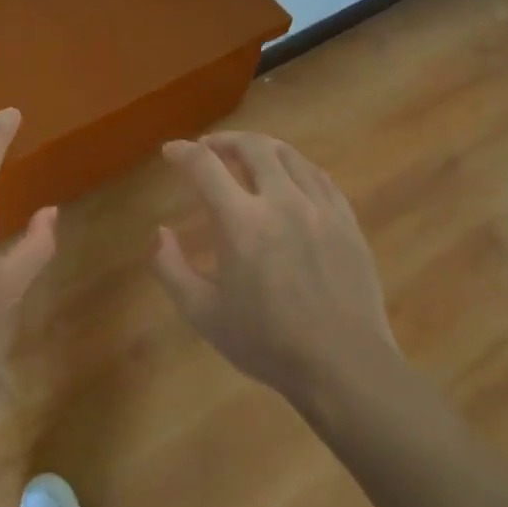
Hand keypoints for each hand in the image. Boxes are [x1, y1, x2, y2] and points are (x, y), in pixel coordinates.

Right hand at [153, 131, 396, 395]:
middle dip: (224, 140)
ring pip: (289, 156)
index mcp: (241, 222)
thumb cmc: (267, 343)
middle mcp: (281, 201)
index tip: (170, 152)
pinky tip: (290, 178)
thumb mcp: (202, 313)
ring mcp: (319, 208)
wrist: (344, 366)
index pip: (204, 166)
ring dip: (261, 148)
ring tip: (247, 156)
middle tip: (209, 148)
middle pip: (252, 147)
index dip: (182, 152)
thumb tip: (160, 232)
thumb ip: (171, 268)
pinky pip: (319, 177)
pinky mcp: (347, 221)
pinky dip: (295, 167)